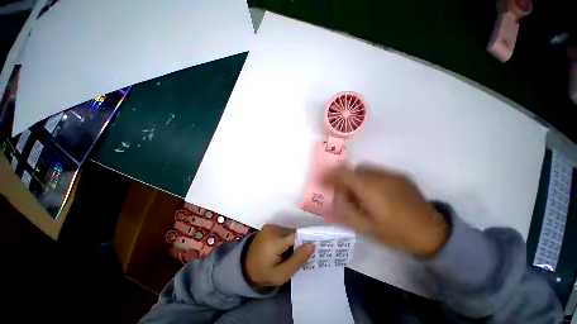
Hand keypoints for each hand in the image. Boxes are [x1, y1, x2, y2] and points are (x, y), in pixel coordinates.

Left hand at [245, 224, 314, 287]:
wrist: (244, 267)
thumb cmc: (263, 273)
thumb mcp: (282, 274)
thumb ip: (298, 260)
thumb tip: (312, 245)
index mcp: (275, 240)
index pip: (297, 235)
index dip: (306, 240)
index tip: (314, 247)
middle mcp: (273, 229)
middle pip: (293, 233)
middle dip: (299, 243)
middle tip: (299, 255)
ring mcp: (270, 226)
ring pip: (289, 231)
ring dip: (292, 241)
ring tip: (289, 253)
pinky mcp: (268, 226)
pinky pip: (283, 230)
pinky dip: (286, 238)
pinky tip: (283, 248)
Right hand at [325, 165, 447, 255]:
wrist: (432, 232)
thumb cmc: (396, 232)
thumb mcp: (365, 227)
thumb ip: (345, 211)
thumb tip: (333, 198)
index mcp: (369, 188)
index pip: (343, 173)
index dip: (330, 175)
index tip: (322, 180)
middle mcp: (379, 175)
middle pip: (353, 169)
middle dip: (343, 178)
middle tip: (343, 192)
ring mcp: (391, 174)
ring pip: (364, 169)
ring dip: (355, 177)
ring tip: (359, 193)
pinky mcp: (399, 175)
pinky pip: (376, 172)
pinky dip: (367, 178)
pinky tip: (374, 192)